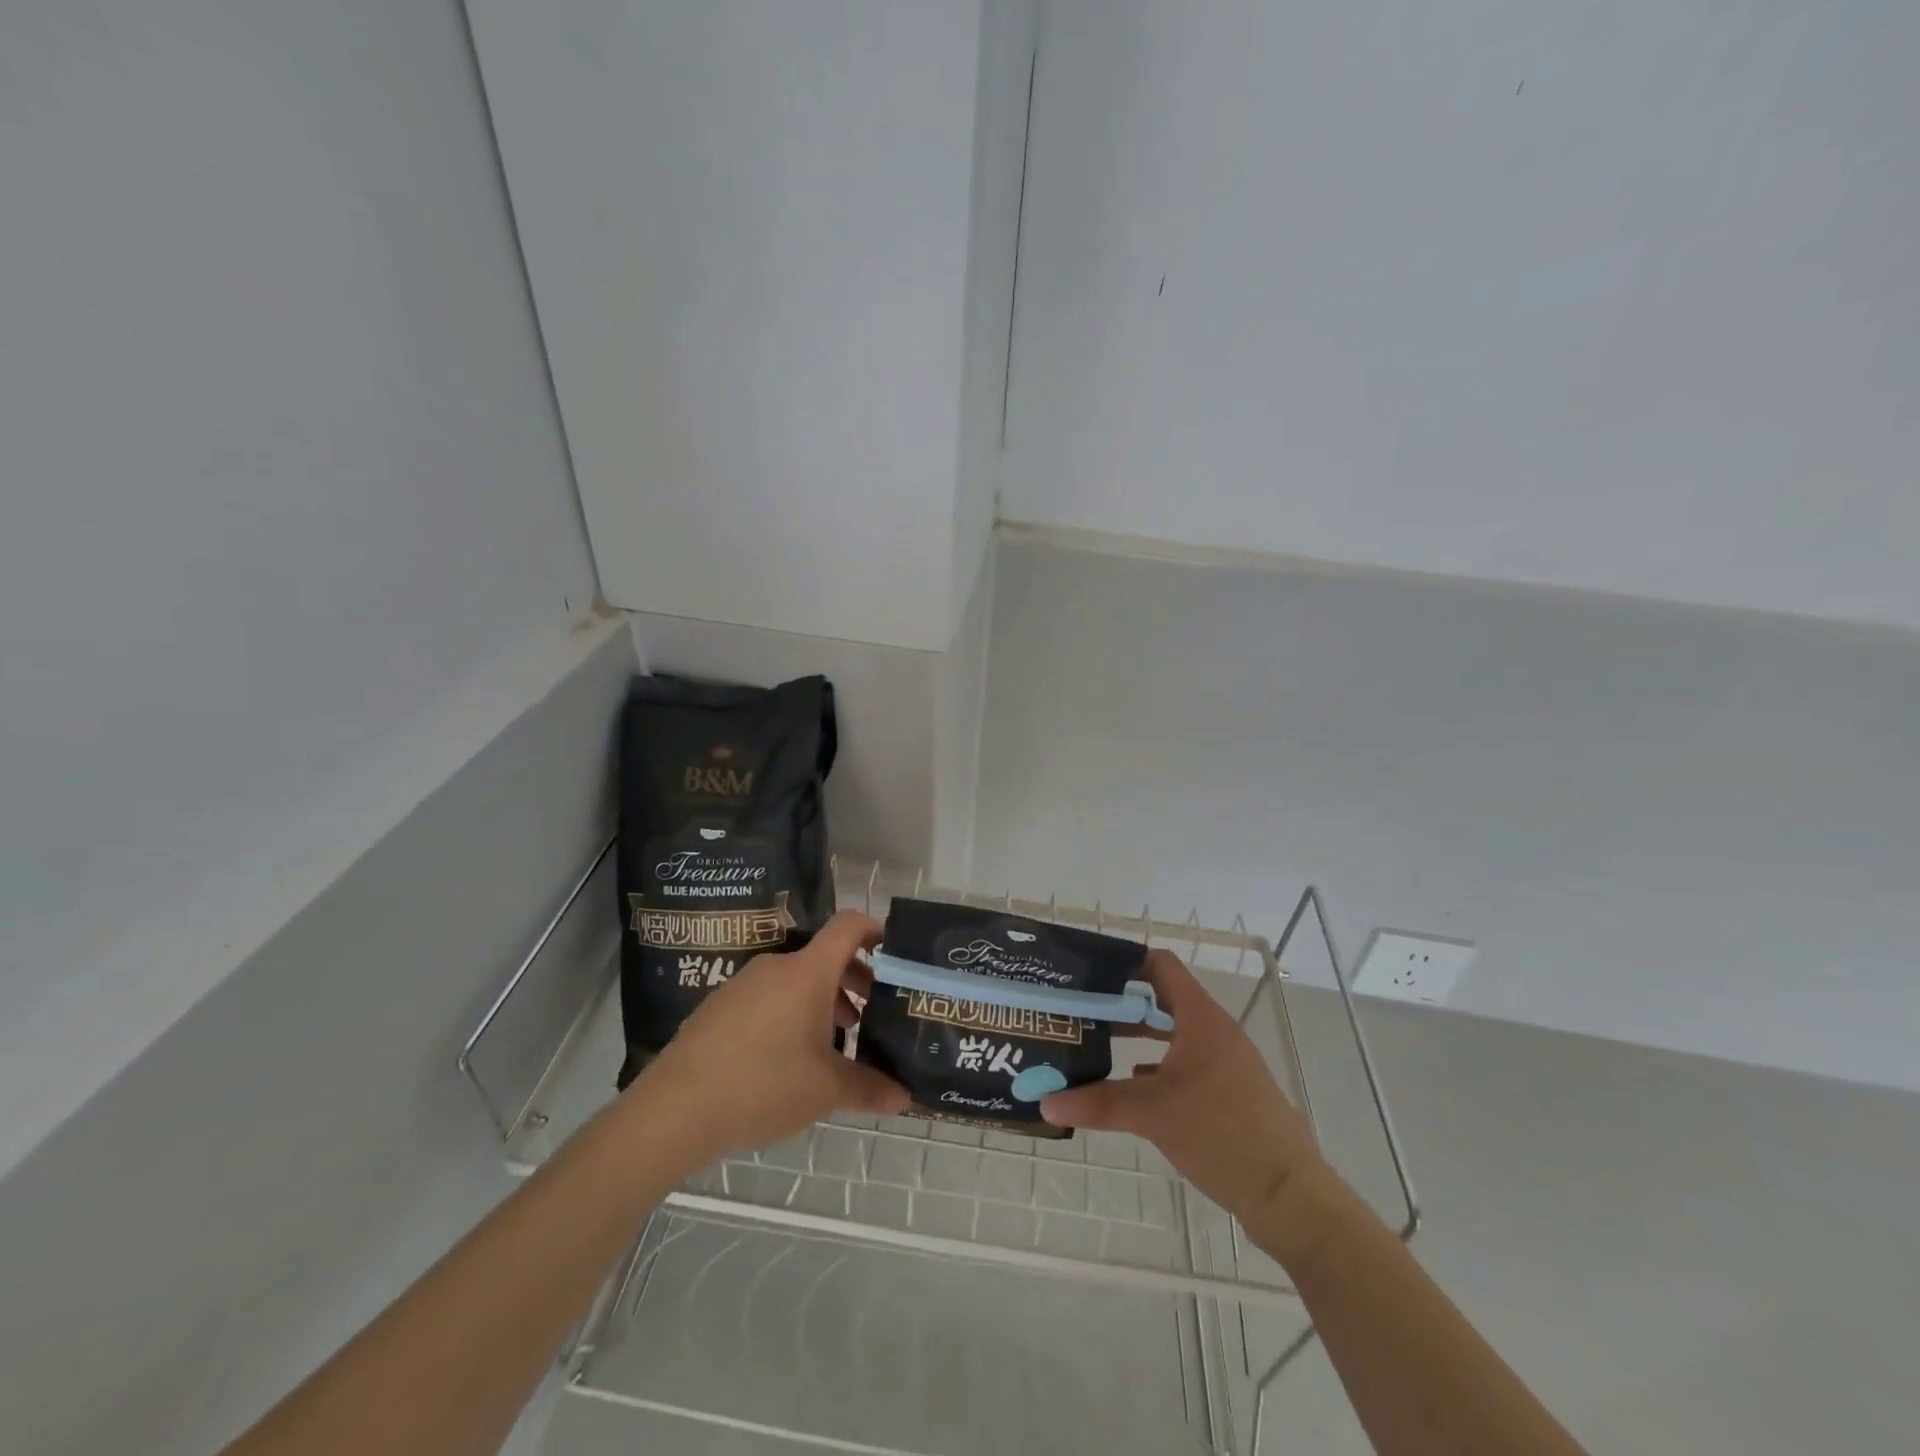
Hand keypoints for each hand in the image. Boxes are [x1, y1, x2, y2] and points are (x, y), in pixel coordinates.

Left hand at [631, 910, 910, 1164]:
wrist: (675, 1109)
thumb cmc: (764, 1085)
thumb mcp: (826, 1091)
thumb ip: (869, 1088)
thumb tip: (905, 1098)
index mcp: (808, 972)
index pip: (848, 927)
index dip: (874, 929)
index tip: (892, 950)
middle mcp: (776, 967)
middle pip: (823, 958)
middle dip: (851, 981)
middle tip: (867, 1017)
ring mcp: (742, 985)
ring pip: (794, 981)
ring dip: (820, 1002)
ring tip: (830, 1044)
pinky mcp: (717, 1007)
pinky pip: (766, 998)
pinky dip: (787, 1014)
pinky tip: (785, 1059)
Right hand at [1040, 948, 1325, 1224]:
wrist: (1288, 1195)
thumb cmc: (1221, 1133)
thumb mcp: (1153, 1114)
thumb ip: (1097, 1104)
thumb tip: (1046, 1102)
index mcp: (1200, 1018)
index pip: (1160, 965)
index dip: (1125, 961)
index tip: (1088, 971)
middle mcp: (1214, 1030)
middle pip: (1162, 998)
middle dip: (1122, 1002)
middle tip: (1080, 1009)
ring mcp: (1224, 1062)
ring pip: (1173, 1033)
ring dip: (1138, 1034)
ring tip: (1096, 1041)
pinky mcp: (1228, 1092)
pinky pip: (1185, 1062)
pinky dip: (1156, 1064)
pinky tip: (1130, 1082)